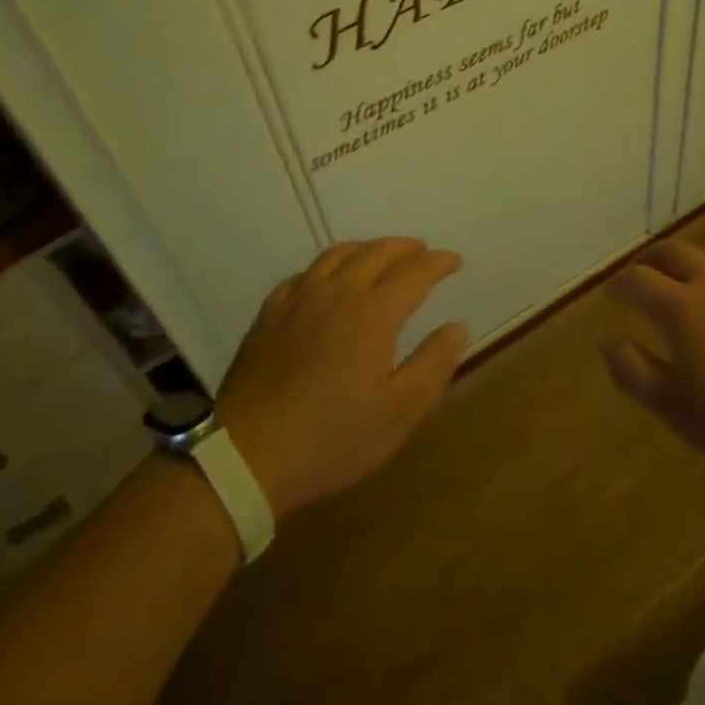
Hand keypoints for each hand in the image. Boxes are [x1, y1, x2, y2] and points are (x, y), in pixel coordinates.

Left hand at [214, 238, 467, 518]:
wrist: (247, 457)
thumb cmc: (333, 438)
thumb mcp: (400, 412)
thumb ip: (434, 364)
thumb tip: (457, 327)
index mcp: (373, 312)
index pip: (414, 272)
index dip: (438, 263)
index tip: (455, 260)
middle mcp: (336, 293)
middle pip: (376, 253)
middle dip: (404, 247)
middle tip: (421, 251)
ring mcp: (298, 301)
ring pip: (336, 255)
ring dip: (365, 248)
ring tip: (378, 255)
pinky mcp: (268, 316)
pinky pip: (302, 275)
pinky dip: (325, 268)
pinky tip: (324, 281)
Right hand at [599, 241, 704, 478]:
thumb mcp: (676, 409)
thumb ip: (634, 372)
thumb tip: (607, 342)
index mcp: (680, 308)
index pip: (637, 280)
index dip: (619, 284)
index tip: (611, 294)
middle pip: (673, 252)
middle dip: (650, 259)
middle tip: (642, 271)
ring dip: (689, 260)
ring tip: (685, 276)